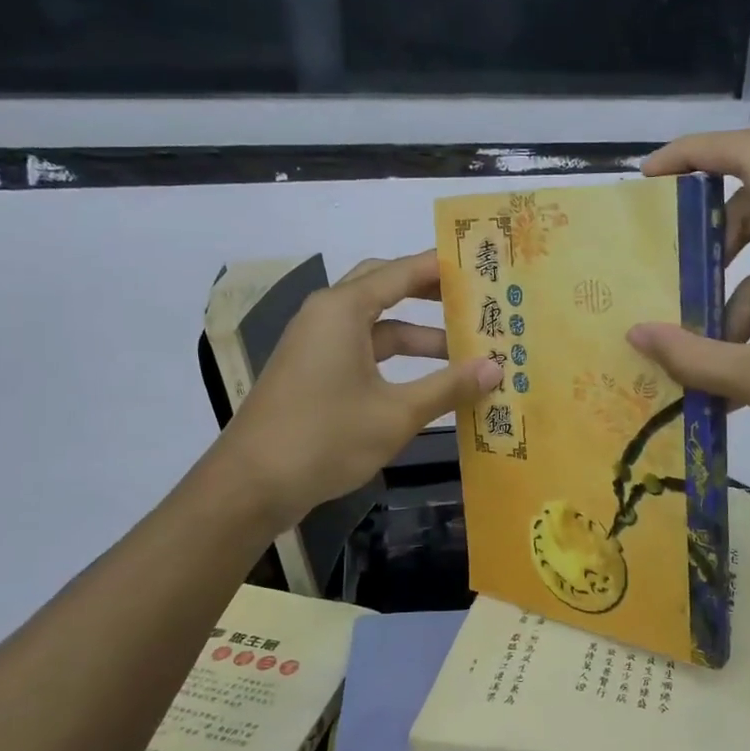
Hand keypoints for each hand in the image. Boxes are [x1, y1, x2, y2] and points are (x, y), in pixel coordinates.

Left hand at [215, 251, 502, 527]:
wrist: (252, 484)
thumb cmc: (326, 437)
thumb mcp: (396, 413)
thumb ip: (448, 387)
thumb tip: (496, 367)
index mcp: (343, 309)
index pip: (402, 272)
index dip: (443, 267)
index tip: (482, 266)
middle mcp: (327, 316)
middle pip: (386, 289)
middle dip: (430, 294)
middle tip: (474, 301)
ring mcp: (317, 345)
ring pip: (376, 326)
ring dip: (417, 337)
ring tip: (465, 352)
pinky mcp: (313, 373)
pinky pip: (363, 351)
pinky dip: (396, 361)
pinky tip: (426, 382)